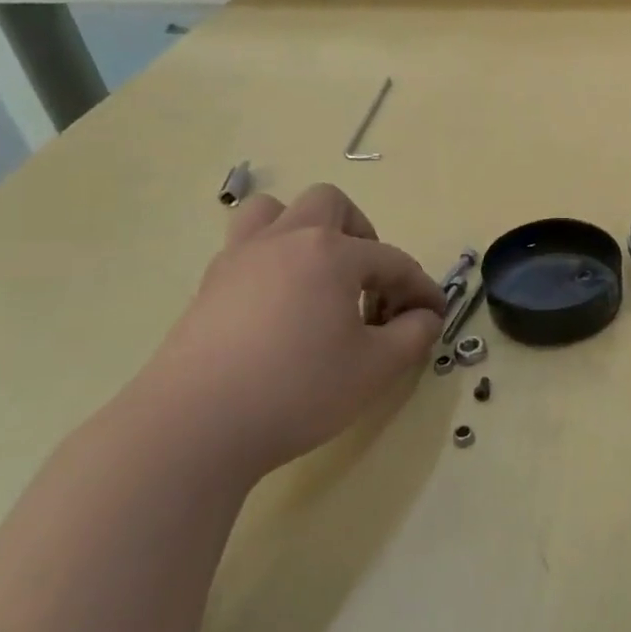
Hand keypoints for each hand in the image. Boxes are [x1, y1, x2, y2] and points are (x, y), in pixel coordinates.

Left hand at [127, 184, 444, 484]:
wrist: (195, 426)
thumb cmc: (299, 390)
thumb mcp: (377, 368)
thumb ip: (414, 334)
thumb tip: (425, 317)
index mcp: (331, 253)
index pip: (393, 260)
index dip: (421, 288)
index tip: (435, 316)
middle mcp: (285, 240)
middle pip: (331, 205)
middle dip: (362, 236)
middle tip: (370, 284)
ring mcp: (240, 257)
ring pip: (275, 211)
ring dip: (306, 232)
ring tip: (319, 277)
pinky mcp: (209, 284)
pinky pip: (246, 247)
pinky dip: (273, 260)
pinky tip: (281, 306)